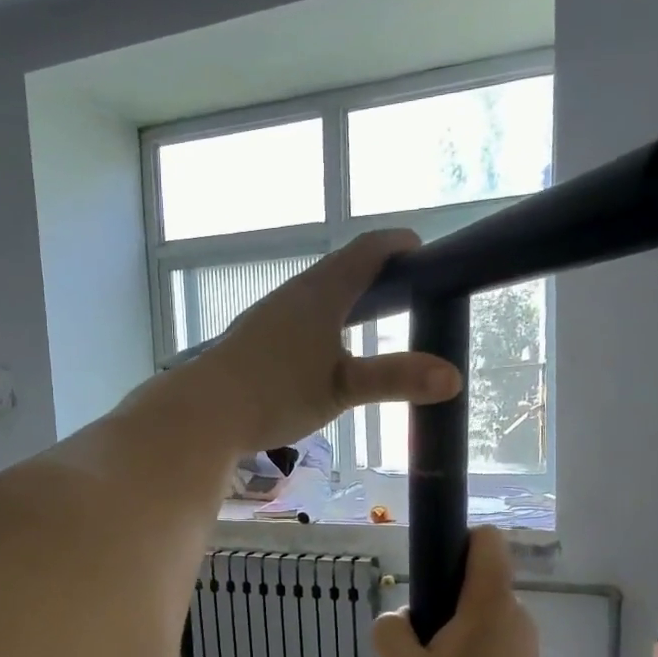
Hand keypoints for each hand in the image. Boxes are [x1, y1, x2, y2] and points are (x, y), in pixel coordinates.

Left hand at [189, 230, 461, 450]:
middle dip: (375, 271)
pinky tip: (322, 349)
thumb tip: (453, 377)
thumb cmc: (276, 392)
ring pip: (316, 293)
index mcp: (321, 292)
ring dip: (345, 295)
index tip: (422, 251)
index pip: (367, 250)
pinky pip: (298, 316)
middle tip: (404, 288)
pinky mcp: (253, 338)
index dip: (397, 245)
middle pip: (341, 268)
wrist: (204, 411)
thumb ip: (395, 379)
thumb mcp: (342, 388)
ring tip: (368, 317)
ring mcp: (270, 315)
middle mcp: (294, 294)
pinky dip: (322, 319)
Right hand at [374, 527, 562, 656]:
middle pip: (471, 581)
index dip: (453, 542)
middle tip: (414, 649)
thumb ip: (390, 632)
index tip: (426, 576)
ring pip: (473, 617)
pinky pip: (483, 643)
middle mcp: (514, 615)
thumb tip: (402, 619)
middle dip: (436, 604)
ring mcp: (522, 645)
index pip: (484, 540)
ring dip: (445, 636)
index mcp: (490, 605)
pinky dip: (461, 656)